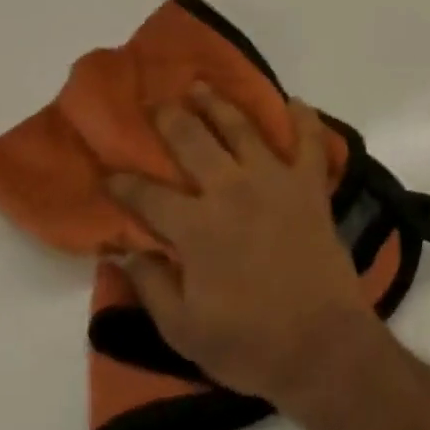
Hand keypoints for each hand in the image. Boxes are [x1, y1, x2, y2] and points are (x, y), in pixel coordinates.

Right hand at [109, 87, 379, 410]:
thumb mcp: (183, 329)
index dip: (123, 184)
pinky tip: (295, 100)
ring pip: (242, 128)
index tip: (108, 172)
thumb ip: (151, 285)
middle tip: (156, 103)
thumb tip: (124, 251)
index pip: (148, 197)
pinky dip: (304, 118)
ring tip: (201, 85)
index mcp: (196, 228)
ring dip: (219, 104)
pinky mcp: (311, 185)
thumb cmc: (249, 344)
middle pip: (193, 142)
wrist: (321, 343)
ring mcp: (275, 180)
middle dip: (170, 120)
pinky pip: (310, 141)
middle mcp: (232, 190)